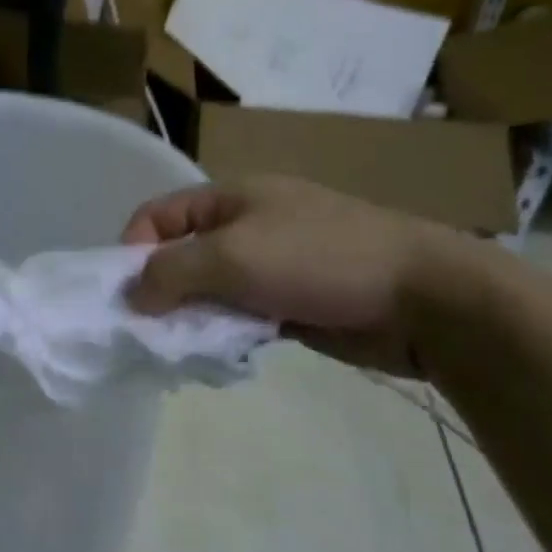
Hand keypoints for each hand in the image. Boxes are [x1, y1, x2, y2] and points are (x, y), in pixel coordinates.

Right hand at [121, 178, 467, 374]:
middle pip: (180, 255)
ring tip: (186, 347)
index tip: (126, 295)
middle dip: (160, 290)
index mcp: (231, 198)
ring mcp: (270, 264)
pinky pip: (239, 314)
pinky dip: (224, 332)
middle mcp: (246, 226)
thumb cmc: (320, 260)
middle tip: (151, 330)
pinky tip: (222, 353)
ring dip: (192, 316)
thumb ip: (170, 273)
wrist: (425, 297)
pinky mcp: (290, 301)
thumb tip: (131, 297)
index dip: (132, 250)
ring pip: (208, 290)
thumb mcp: (231, 257)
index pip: (157, 216)